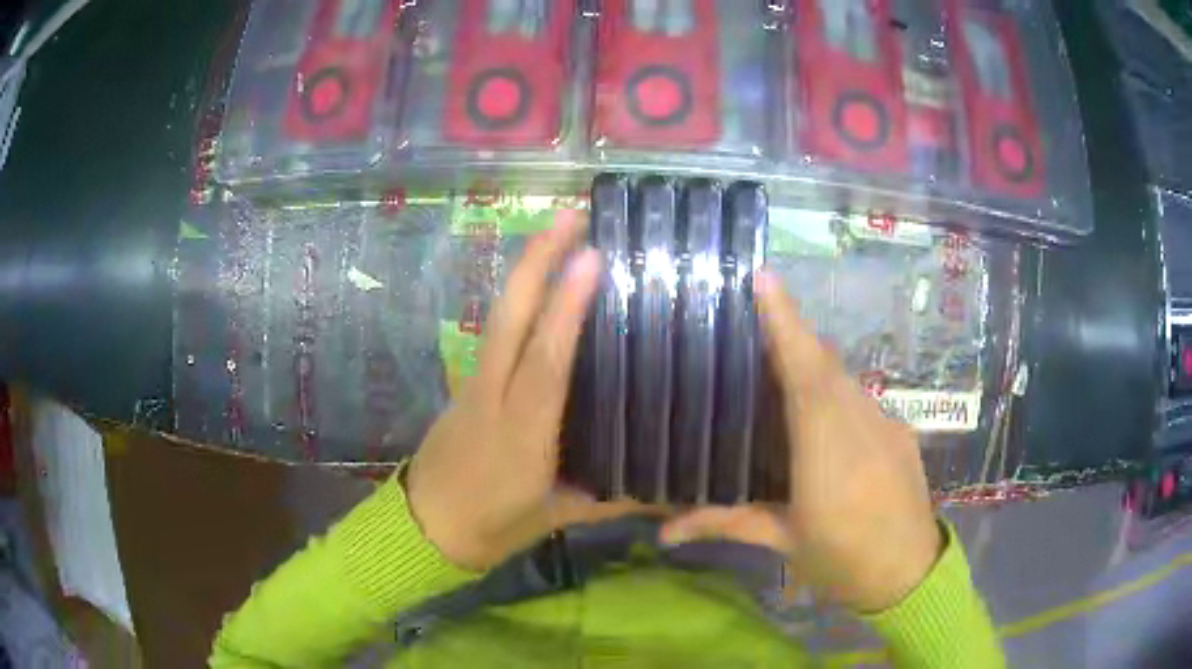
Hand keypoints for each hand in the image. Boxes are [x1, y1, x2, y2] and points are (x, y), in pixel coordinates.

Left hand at [406, 210, 642, 571]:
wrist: (425, 528)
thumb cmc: (493, 525)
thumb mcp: (558, 517)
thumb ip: (615, 499)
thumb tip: (673, 491)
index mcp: (523, 433)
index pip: (547, 362)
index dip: (567, 309)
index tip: (591, 258)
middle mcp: (494, 396)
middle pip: (511, 318)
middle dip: (537, 260)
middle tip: (572, 215)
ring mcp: (474, 384)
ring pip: (498, 316)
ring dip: (526, 268)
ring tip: (559, 231)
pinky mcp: (467, 383)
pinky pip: (495, 331)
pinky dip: (518, 297)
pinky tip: (540, 281)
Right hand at [661, 270, 942, 612]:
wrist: (910, 575)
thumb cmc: (842, 562)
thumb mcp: (784, 542)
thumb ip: (727, 523)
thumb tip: (664, 530)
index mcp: (827, 456)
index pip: (807, 377)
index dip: (786, 326)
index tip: (764, 280)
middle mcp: (861, 427)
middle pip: (825, 365)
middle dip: (792, 334)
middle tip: (753, 313)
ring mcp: (886, 424)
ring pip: (844, 377)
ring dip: (812, 361)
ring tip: (777, 357)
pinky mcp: (900, 429)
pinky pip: (861, 396)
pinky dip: (835, 388)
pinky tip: (819, 406)